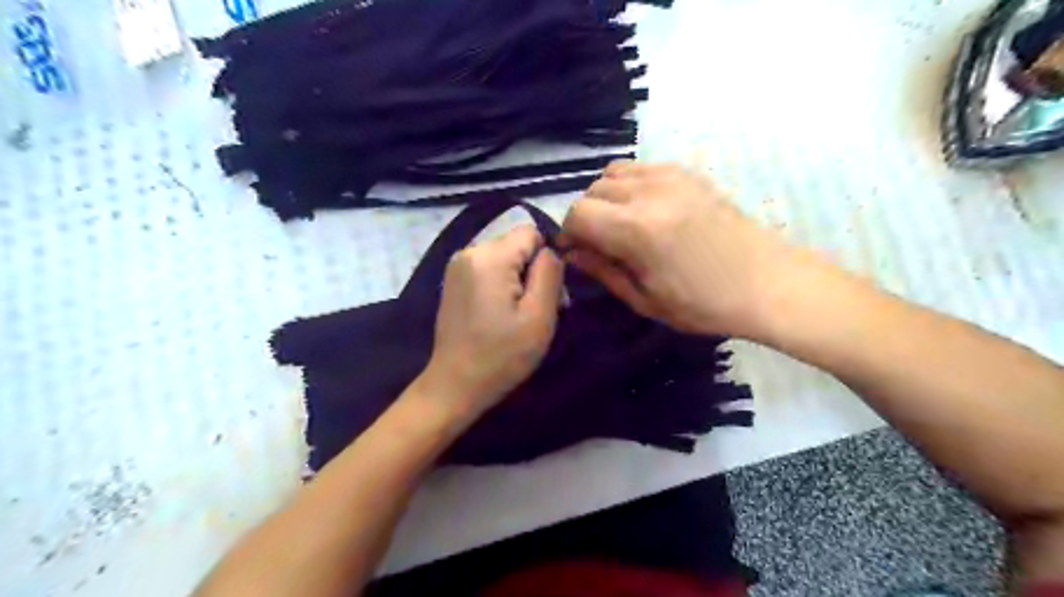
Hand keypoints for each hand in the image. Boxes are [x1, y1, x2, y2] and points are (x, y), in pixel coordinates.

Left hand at [420, 227, 564, 416]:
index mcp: (490, 256)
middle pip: (517, 245)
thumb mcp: (539, 315)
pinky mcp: (453, 281)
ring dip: (518, 280)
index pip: (532, 233)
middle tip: (537, 311)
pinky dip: (501, 285)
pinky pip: (488, 270)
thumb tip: (551, 251)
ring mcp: (457, 266)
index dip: (547, 259)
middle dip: (533, 271)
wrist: (455, 385)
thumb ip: (550, 273)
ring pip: (504, 258)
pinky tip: (500, 315)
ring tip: (518, 316)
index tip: (548, 293)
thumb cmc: (502, 355)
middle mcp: (469, 251)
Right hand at [559, 162, 802, 339]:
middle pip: (592, 190)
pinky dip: (629, 185)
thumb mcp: (645, 299)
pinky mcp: (687, 172)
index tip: (577, 252)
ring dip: (606, 198)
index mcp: (636, 229)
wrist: (768, 282)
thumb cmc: (704, 304)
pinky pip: (640, 168)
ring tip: (621, 224)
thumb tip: (572, 253)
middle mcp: (649, 192)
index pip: (577, 213)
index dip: (569, 233)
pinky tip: (644, 210)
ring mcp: (671, 176)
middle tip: (600, 243)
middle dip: (586, 217)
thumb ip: (603, 271)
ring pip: (612, 173)